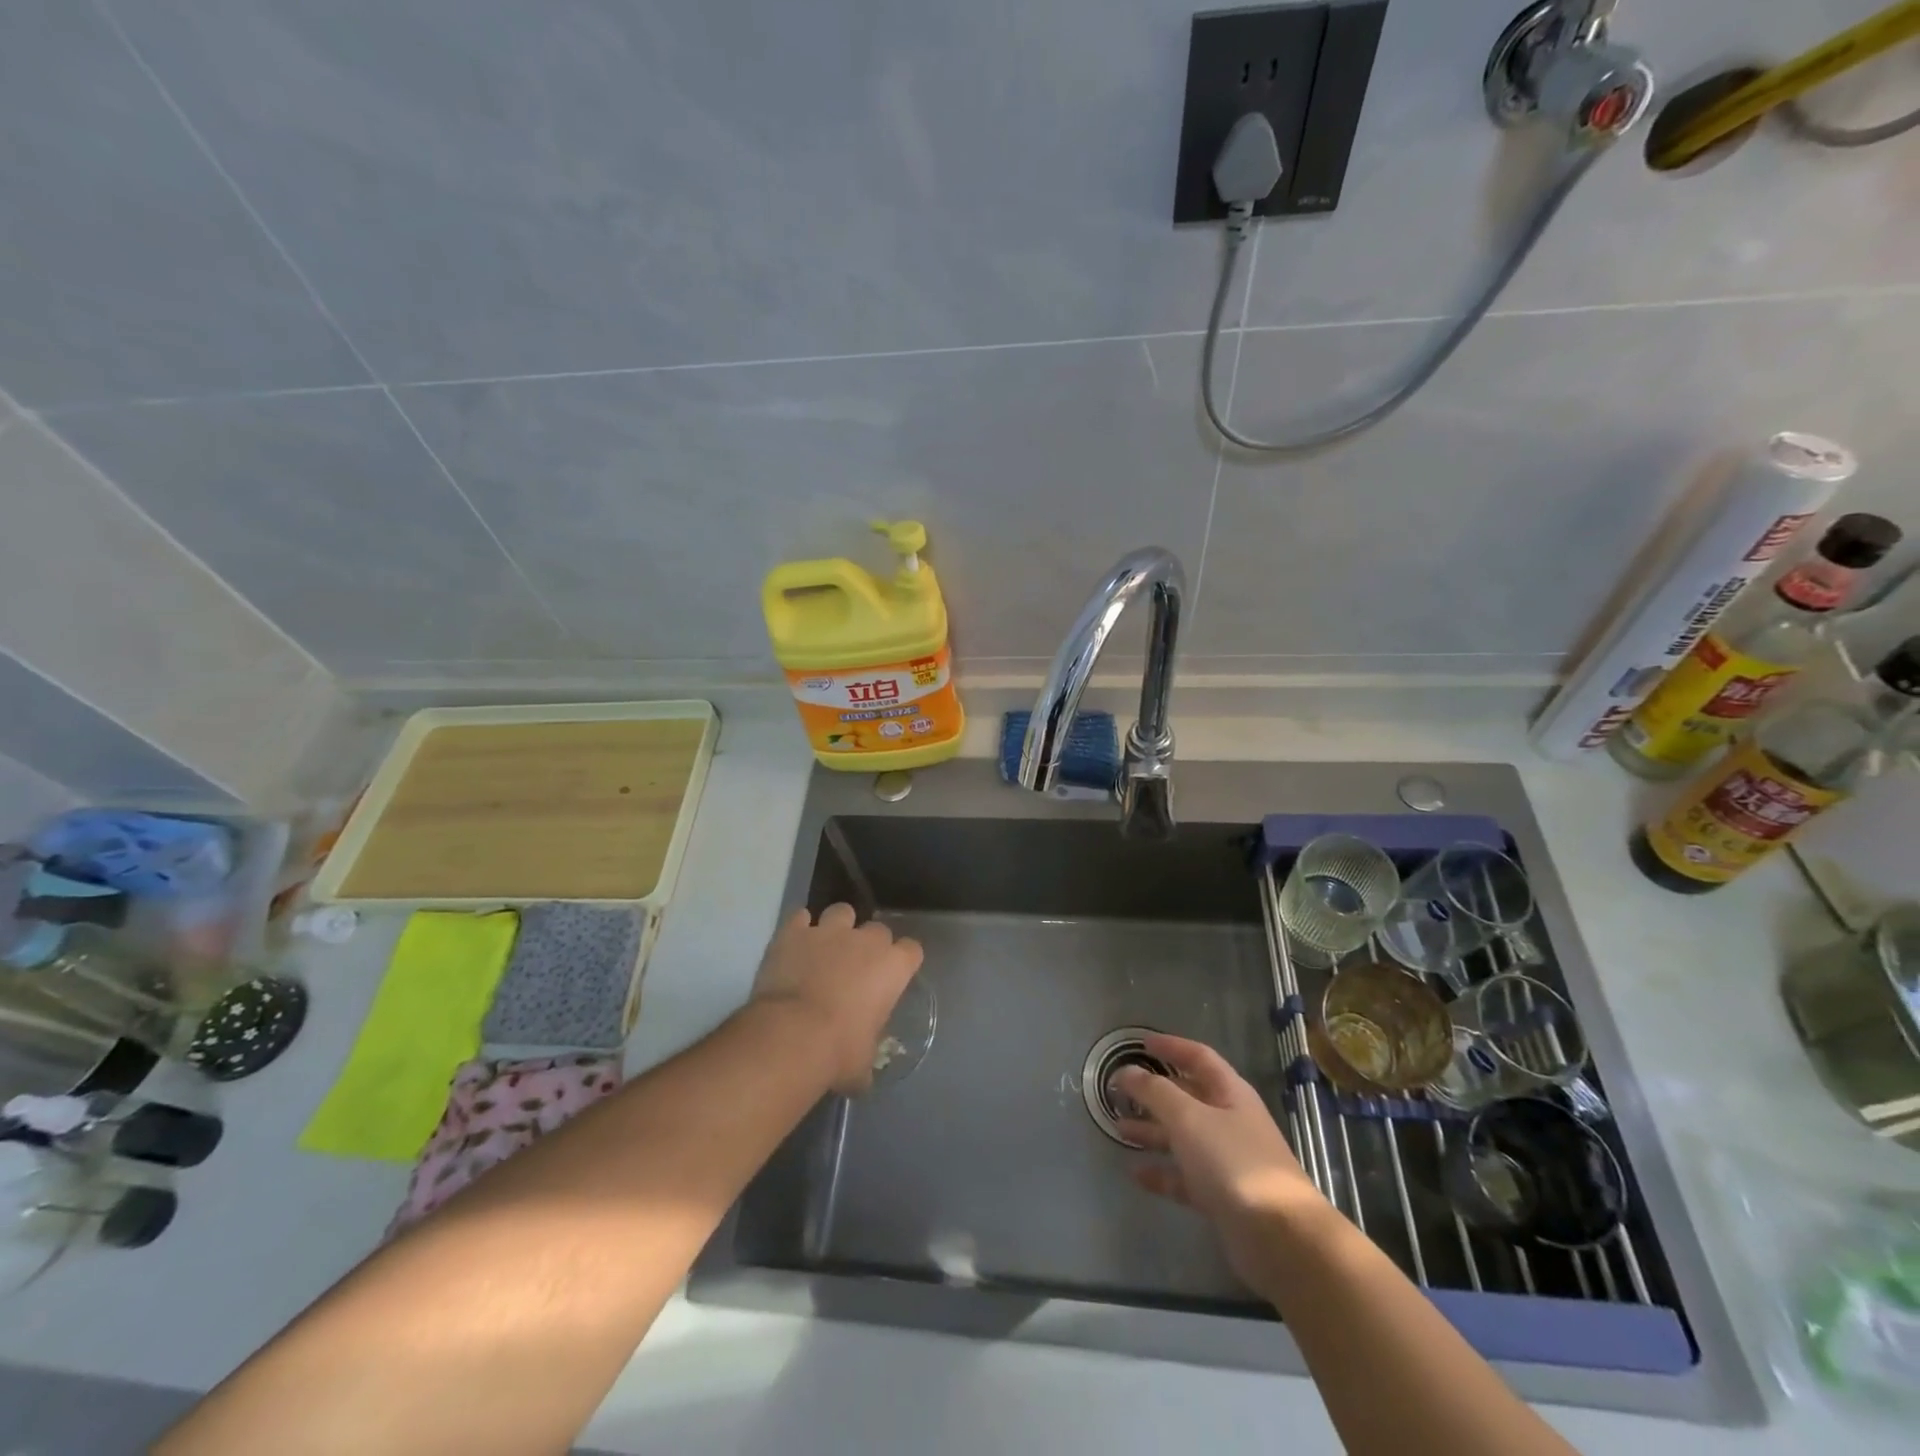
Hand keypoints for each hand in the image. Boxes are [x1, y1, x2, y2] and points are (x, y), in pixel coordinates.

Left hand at [750, 904, 923, 1094]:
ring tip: (826, 948)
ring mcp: (828, 931)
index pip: (912, 950)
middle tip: (856, 968)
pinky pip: (800, 918)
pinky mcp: (794, 932)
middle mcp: (865, 941)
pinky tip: (795, 945)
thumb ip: (867, 1056)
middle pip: (878, 930)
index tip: (894, 977)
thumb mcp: (863, 1064)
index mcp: (892, 967)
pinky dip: (799, 929)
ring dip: (837, 927)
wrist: (791, 1035)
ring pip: (841, 912)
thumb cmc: (838, 1052)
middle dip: (870, 945)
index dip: (903, 962)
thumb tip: (862, 1075)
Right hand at [1111, 1033, 1326, 1295]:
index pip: (1198, 1058)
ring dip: (1153, 1131)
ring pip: (1183, 1138)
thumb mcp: (1189, 1118)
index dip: (1171, 1046)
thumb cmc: (1234, 1163)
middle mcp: (1230, 1122)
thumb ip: (1155, 1092)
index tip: (1140, 1043)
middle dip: (1154, 1093)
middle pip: (1188, 1098)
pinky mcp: (1222, 1197)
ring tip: (1119, 1129)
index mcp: (1230, 1093)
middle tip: (1119, 1092)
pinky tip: (1136, 1174)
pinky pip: (1185, 1177)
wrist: (1281, 1238)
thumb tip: (1127, 1071)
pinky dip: (1162, 1173)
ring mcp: (1227, 1161)